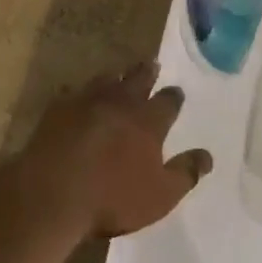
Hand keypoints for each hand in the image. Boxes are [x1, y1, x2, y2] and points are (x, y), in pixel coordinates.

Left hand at [13, 64, 211, 238]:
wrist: (53, 193)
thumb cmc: (112, 198)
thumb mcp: (159, 196)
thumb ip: (185, 173)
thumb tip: (208, 156)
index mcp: (148, 121)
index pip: (168, 101)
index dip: (174, 96)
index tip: (176, 92)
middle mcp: (121, 102)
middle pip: (138, 79)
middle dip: (147, 71)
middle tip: (152, 64)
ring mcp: (88, 100)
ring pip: (107, 79)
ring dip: (116, 76)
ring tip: (120, 74)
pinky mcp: (59, 107)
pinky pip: (74, 92)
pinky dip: (81, 92)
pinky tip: (78, 95)